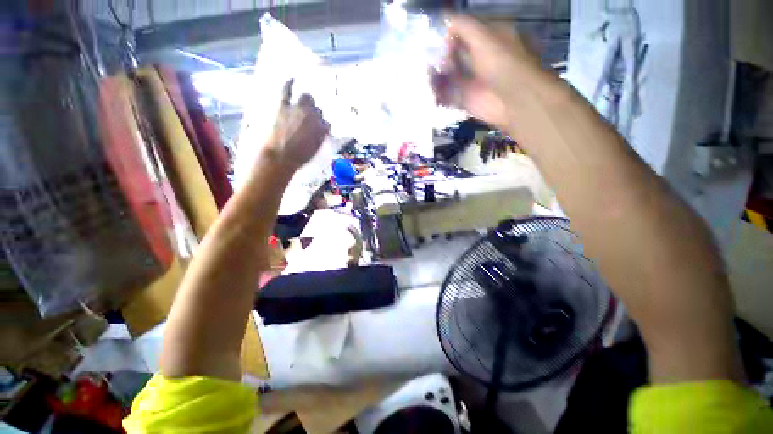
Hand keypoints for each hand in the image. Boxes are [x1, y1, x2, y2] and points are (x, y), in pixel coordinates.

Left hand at [265, 79, 329, 169]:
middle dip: (315, 114)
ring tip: (304, 105)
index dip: (322, 127)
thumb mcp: (315, 149)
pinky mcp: (283, 106)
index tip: (319, 131)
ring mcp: (298, 109)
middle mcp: (313, 116)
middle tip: (310, 120)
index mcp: (322, 129)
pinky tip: (292, 78)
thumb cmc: (300, 157)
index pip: (326, 124)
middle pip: (318, 109)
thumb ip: (319, 137)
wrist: (280, 157)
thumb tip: (320, 131)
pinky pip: (287, 91)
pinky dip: (289, 84)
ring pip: (307, 98)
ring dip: (307, 101)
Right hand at [430, 14, 547, 131]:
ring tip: (424, 75)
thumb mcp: (483, 36)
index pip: (463, 31)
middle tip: (423, 58)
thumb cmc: (502, 63)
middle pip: (454, 54)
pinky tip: (429, 91)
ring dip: (436, 75)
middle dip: (439, 55)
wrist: (512, 100)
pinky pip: (448, 95)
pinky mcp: (466, 99)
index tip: (433, 36)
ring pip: (449, 75)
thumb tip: (443, 17)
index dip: (448, 33)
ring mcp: (472, 80)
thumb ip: (463, 25)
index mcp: (488, 38)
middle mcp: (479, 58)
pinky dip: (437, 94)